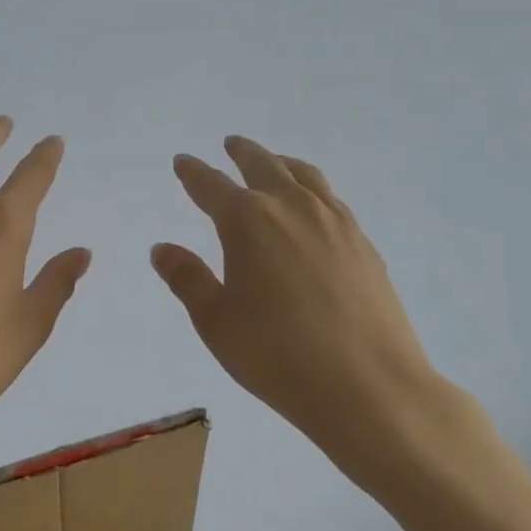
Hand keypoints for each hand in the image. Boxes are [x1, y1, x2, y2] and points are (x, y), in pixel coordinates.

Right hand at [151, 136, 463, 492]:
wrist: (368, 386)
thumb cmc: (275, 354)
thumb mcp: (215, 320)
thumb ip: (186, 278)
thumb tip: (162, 248)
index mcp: (247, 222)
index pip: (211, 186)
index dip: (193, 173)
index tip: (182, 162)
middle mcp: (292, 208)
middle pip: (263, 166)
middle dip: (241, 154)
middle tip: (229, 144)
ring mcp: (335, 222)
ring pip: (304, 176)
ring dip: (281, 163)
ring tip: (273, 162)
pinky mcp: (363, 243)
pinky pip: (331, 198)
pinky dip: (312, 188)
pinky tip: (313, 206)